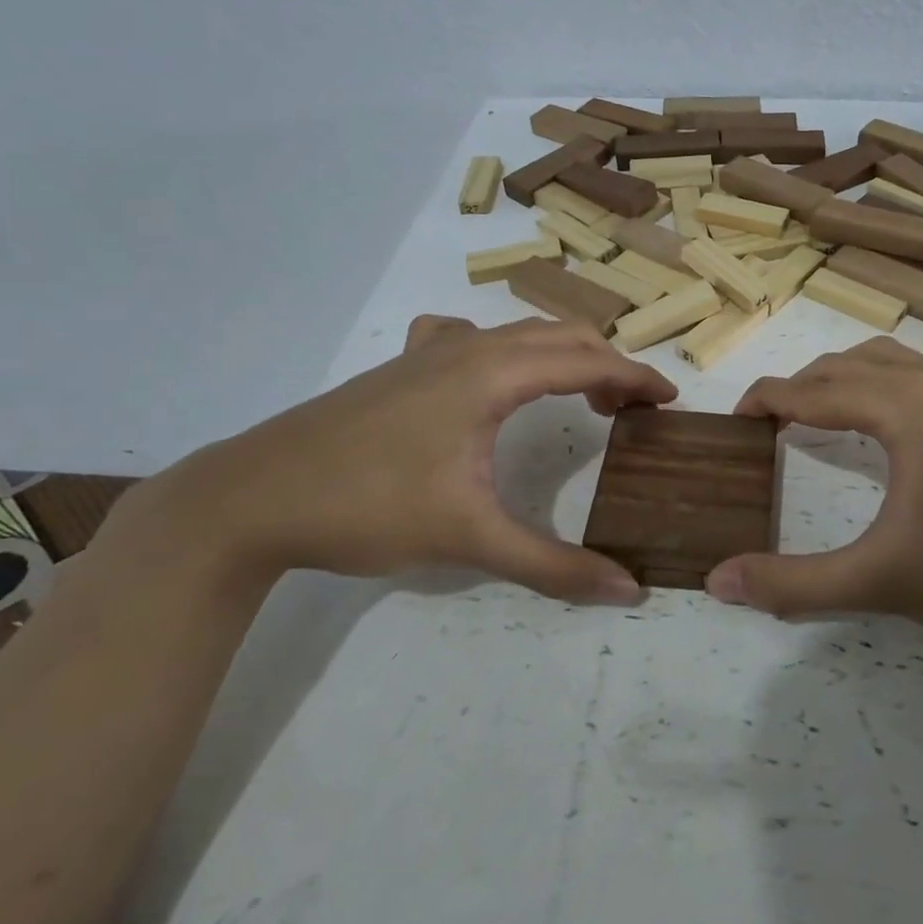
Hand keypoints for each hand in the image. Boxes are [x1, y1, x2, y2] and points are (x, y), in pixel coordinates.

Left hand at [100, 316, 676, 602]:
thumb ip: (553, 565)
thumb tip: (627, 590)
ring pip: (517, 333)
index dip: (636, 378)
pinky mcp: (402, 367)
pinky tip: (489, 379)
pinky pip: (470, 338)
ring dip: (561, 355)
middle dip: (606, 364)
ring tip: (579, 396)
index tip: (670, 402)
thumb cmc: (367, 507)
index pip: (587, 361)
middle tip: (631, 410)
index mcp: (492, 374)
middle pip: (560, 335)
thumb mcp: (468, 538)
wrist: (252, 497)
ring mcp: (429, 352)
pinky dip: (505, 350)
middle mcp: (468, 348)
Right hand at [708, 337, 922, 650]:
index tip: (733, 422)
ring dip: (840, 379)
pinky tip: (882, 423)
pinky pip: (917, 373)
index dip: (765, 399)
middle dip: (799, 387)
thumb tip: (718, 581)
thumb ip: (796, 583)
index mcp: (904, 407)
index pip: (812, 389)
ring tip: (814, 417)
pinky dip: (879, 384)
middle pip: (845, 364)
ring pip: (885, 361)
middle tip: (767, 426)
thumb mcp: (884, 581)